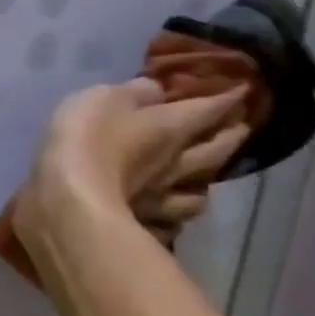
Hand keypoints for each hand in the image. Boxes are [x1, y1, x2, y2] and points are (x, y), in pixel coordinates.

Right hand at [21, 78, 250, 245]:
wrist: (70, 202)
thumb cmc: (86, 140)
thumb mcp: (103, 99)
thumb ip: (132, 93)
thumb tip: (157, 89)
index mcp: (171, 127)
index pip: (208, 108)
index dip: (227, 98)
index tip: (244, 90)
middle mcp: (178, 164)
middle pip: (216, 151)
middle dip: (231, 137)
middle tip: (241, 129)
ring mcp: (163, 200)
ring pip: (199, 193)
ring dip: (206, 184)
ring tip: (204, 181)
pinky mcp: (144, 226)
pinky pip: (170, 223)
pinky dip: (174, 219)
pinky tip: (169, 219)